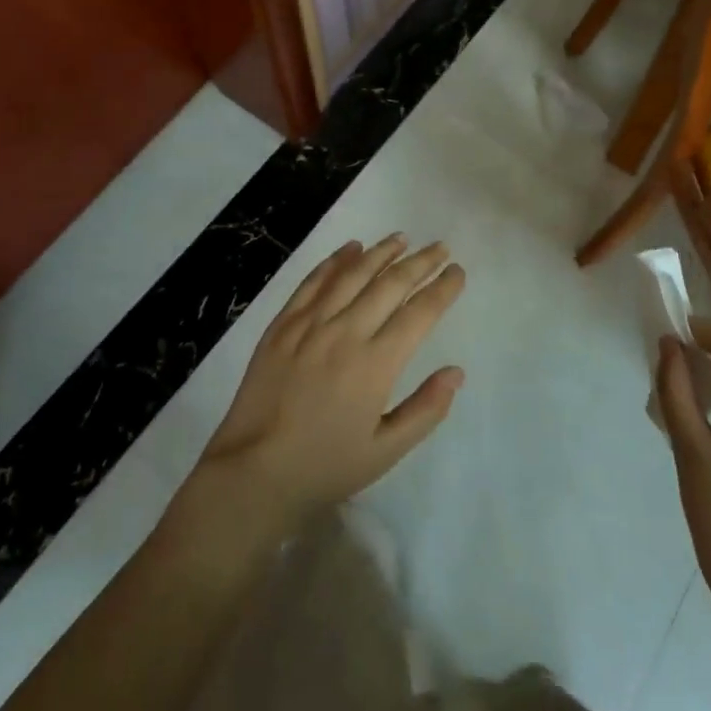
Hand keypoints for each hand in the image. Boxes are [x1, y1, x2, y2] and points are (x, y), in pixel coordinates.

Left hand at [198, 235, 465, 534]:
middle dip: (420, 262)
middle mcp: (345, 333)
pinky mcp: (282, 324)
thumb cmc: (325, 467)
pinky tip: (350, 248)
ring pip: (352, 274)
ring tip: (401, 238)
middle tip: (440, 248)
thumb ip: (425, 409)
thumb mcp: (386, 451)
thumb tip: (456, 372)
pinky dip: (334, 261)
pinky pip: (313, 282)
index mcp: (375, 365)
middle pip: (390, 284)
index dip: (441, 289)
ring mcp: (310, 324)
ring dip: (380, 252)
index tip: (457, 272)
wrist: (253, 473)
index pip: (419, 314)